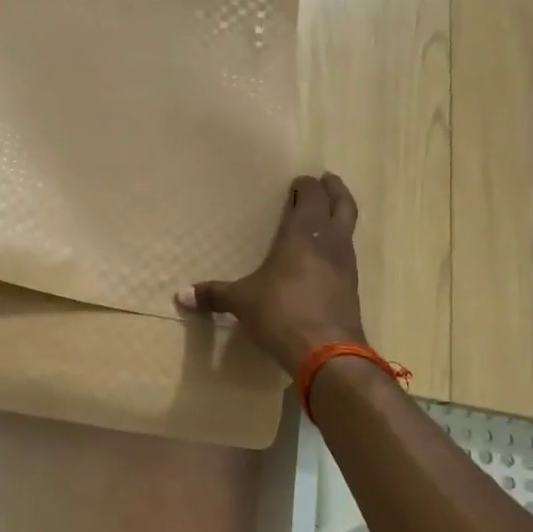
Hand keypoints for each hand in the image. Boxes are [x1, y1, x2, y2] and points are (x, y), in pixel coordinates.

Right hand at [176, 172, 366, 373]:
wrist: (327, 352)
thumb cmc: (281, 312)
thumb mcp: (242, 301)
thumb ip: (214, 294)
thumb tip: (180, 295)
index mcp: (303, 233)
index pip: (311, 197)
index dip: (306, 186)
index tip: (299, 181)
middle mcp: (330, 242)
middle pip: (342, 204)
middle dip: (335, 189)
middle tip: (327, 180)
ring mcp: (346, 264)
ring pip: (349, 228)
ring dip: (340, 215)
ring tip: (326, 214)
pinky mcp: (352, 287)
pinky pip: (347, 254)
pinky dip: (338, 245)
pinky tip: (325, 256)